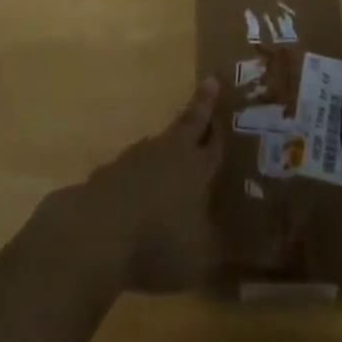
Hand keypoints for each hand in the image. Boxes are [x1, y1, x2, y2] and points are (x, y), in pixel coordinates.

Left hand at [47, 78, 222, 294]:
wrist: (98, 231)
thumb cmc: (159, 242)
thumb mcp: (200, 259)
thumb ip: (218, 251)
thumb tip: (242, 251)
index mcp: (197, 168)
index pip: (215, 143)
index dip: (222, 128)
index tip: (229, 105)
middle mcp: (170, 153)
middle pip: (189, 122)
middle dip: (202, 103)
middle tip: (211, 81)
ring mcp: (137, 158)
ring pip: (160, 142)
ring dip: (170, 142)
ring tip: (176, 145)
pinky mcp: (111, 170)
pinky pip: (134, 165)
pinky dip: (141, 170)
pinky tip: (140, 186)